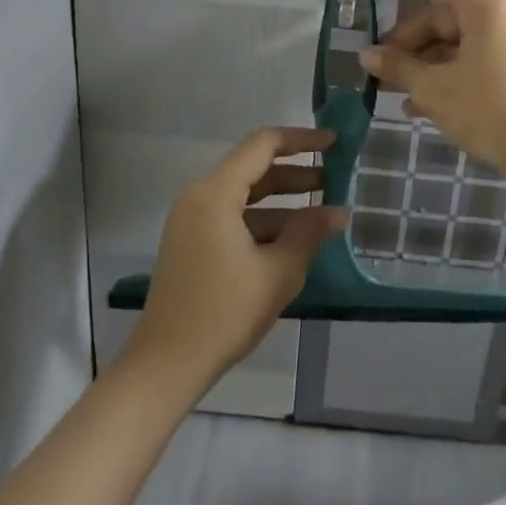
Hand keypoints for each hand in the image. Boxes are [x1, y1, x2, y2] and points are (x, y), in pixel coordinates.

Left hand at [125, 127, 346, 387]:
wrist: (166, 364)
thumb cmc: (224, 312)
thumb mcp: (277, 272)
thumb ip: (310, 234)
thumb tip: (338, 212)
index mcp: (215, 193)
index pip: (263, 145)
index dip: (302, 140)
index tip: (334, 143)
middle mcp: (200, 196)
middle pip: (254, 169)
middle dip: (296, 173)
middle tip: (335, 179)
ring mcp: (192, 220)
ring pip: (245, 196)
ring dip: (283, 201)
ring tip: (322, 213)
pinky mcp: (192, 242)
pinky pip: (233, 217)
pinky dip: (264, 222)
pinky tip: (294, 240)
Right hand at [360, 0, 505, 171]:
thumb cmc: (488, 108)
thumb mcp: (434, 88)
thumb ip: (398, 67)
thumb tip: (368, 55)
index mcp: (480, 8)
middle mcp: (492, 18)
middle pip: (436, 19)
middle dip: (404, 43)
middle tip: (375, 68)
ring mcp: (500, 45)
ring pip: (447, 44)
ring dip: (418, 65)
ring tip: (389, 90)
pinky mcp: (503, 71)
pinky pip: (461, 63)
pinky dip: (438, 78)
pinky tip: (414, 106)